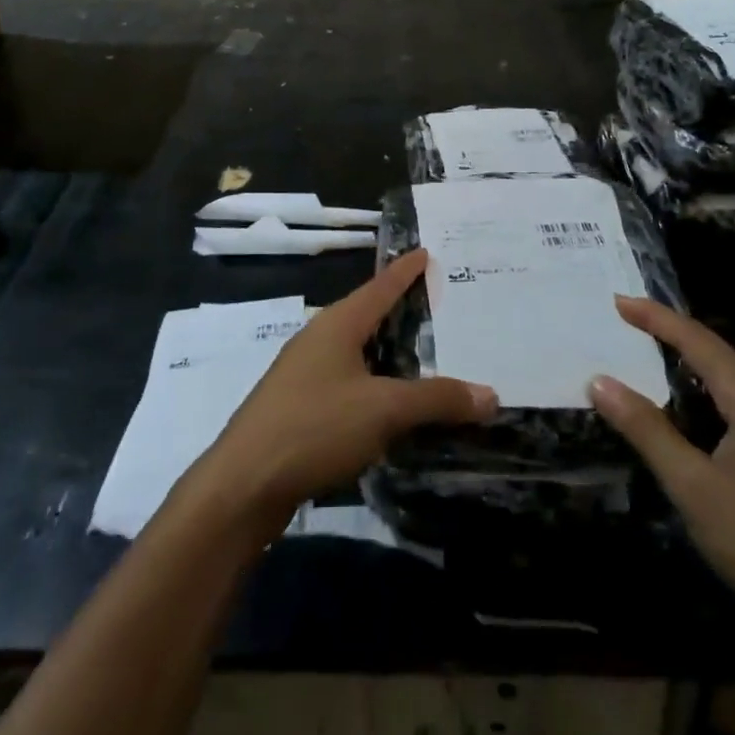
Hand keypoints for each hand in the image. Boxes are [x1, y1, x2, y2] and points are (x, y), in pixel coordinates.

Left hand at [198, 249, 498, 528]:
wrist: (244, 483)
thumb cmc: (315, 427)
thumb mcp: (384, 410)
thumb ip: (437, 400)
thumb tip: (491, 394)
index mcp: (337, 324)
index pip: (380, 287)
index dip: (405, 271)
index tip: (426, 251)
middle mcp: (319, 339)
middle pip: (367, 316)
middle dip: (402, 311)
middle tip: (440, 306)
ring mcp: (304, 373)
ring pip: (357, 352)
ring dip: (389, 353)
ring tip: (424, 356)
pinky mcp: (299, 407)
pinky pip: (347, 382)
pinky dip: (375, 384)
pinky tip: (390, 406)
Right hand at [589, 296, 734, 633]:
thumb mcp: (694, 487)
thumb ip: (647, 430)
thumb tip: (600, 381)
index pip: (700, 342)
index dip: (657, 318)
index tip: (618, 301)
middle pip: (720, 355)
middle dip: (673, 333)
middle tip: (628, 321)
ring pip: (734, 381)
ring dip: (692, 362)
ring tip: (652, 354)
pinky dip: (709, 392)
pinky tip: (695, 411)